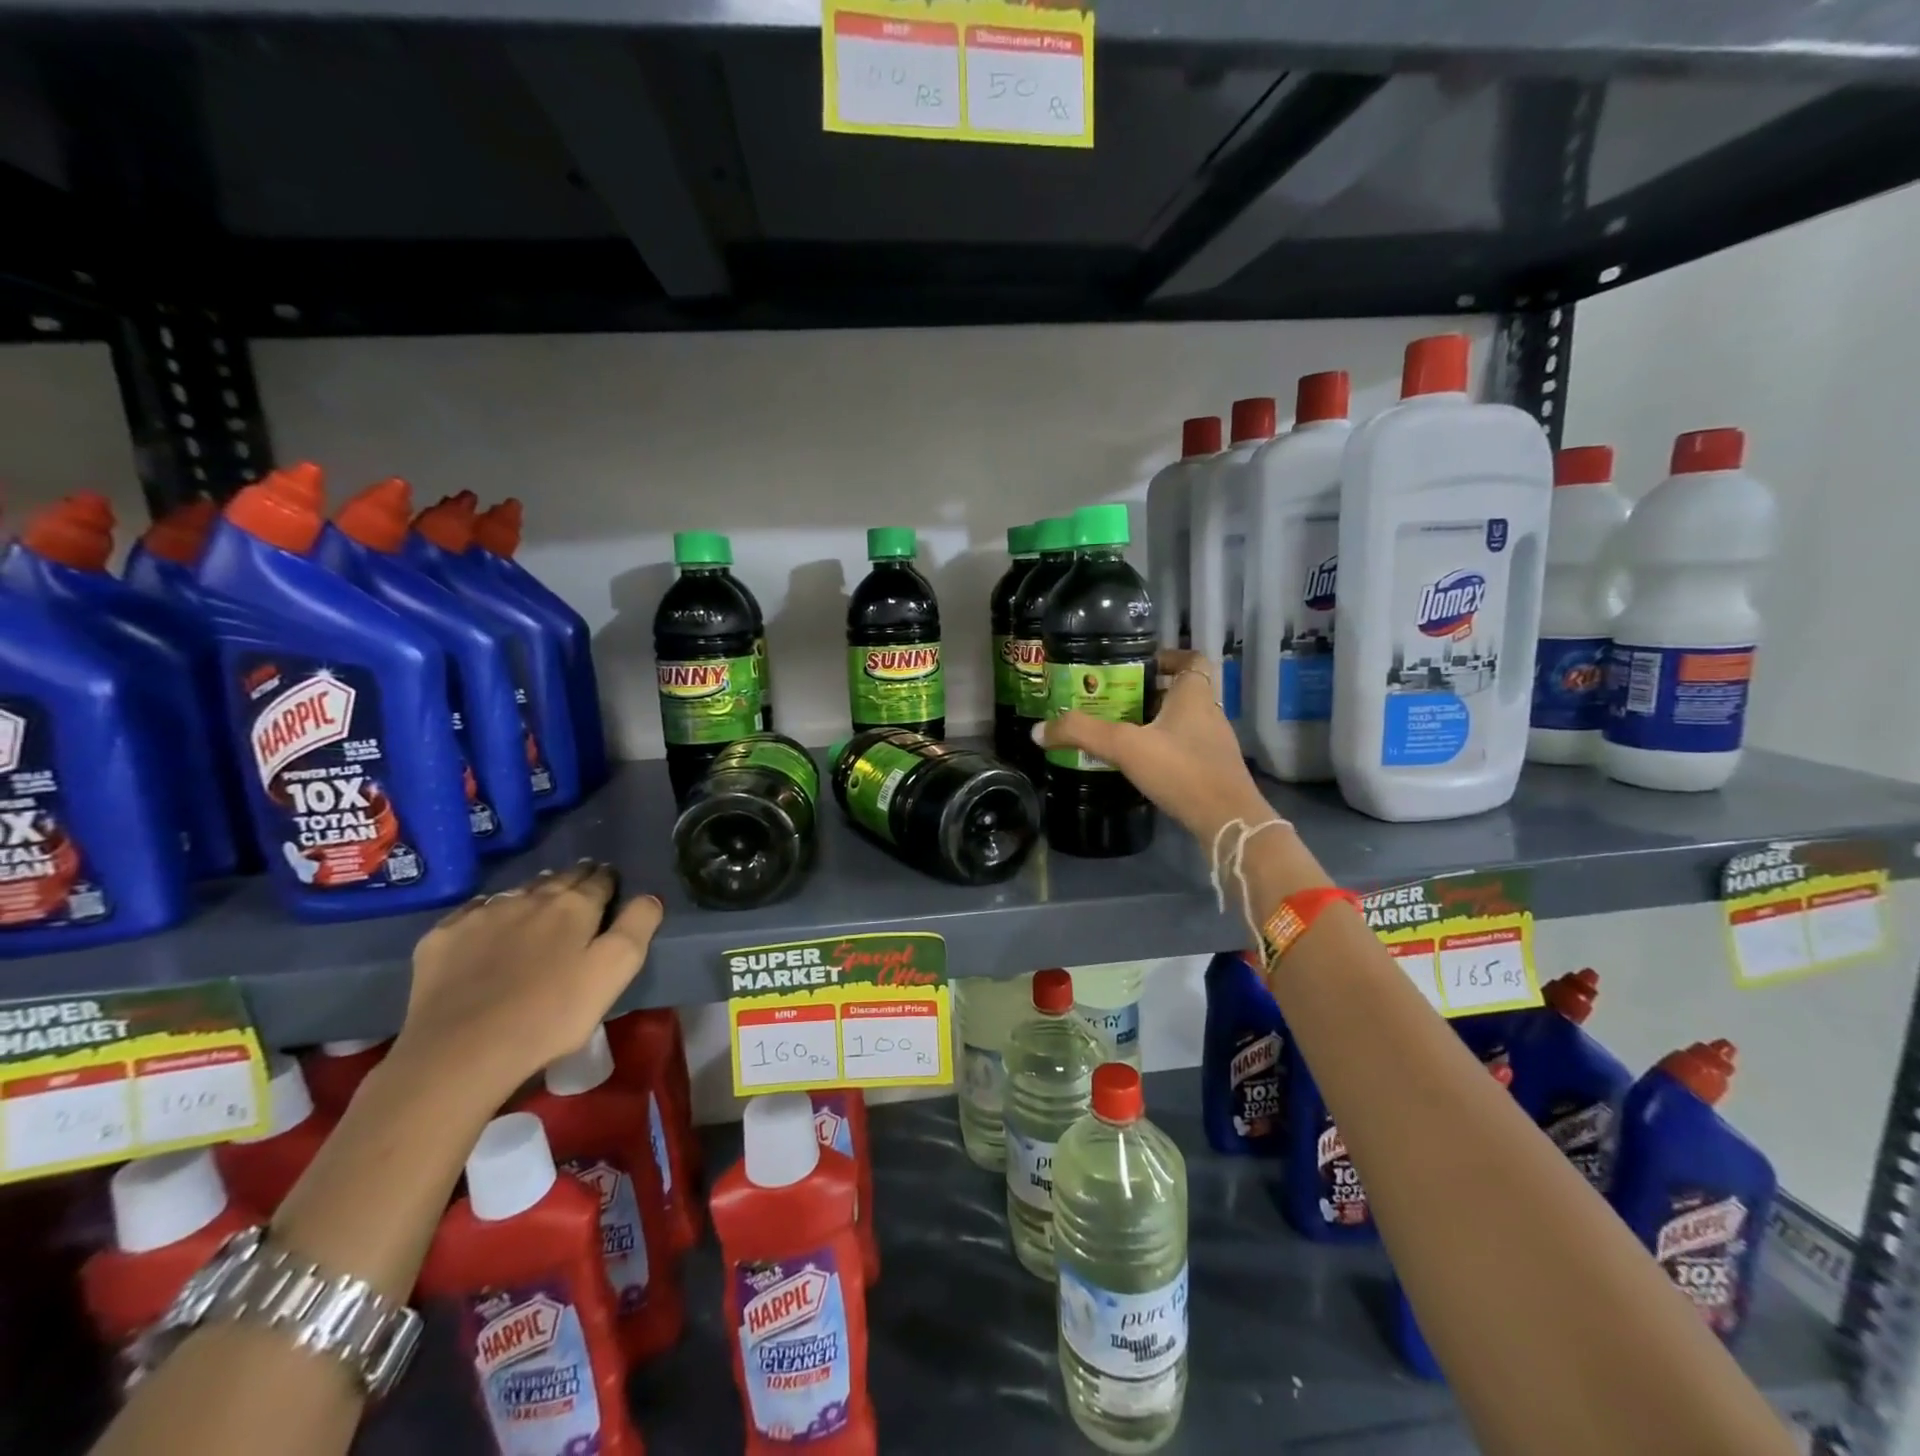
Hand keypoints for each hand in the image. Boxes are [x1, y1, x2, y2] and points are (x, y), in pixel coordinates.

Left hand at [392, 861, 663, 1100]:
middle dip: (574, 877)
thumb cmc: (551, 1014)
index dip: (608, 878)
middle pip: (558, 879)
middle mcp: (529, 899)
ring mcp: (482, 915)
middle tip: (582, 879)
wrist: (460, 1051)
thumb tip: (649, 897)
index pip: (599, 880)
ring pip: (517, 891)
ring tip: (541, 897)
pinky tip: (489, 919)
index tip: (611, 878)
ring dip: (534, 891)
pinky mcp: (443, 938)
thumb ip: (637, 927)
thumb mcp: (615, 972)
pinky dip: (489, 910)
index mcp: (574, 907)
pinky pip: (473, 911)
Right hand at [1035, 649, 1274, 844]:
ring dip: (1155, 722)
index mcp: (1195, 695)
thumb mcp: (1125, 746)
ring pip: (1182, 721)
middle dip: (1149, 692)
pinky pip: (1184, 748)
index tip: (1138, 665)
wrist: (1227, 822)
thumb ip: (1082, 733)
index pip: (1192, 659)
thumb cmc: (1182, 771)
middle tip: (1114, 699)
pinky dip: (1163, 749)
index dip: (1168, 657)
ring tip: (1119, 731)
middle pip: (1181, 691)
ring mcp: (1214, 744)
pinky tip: (1140, 764)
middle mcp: (1209, 713)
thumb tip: (1038, 730)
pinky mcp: (1213, 771)